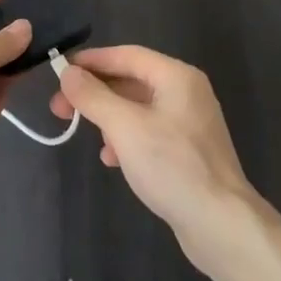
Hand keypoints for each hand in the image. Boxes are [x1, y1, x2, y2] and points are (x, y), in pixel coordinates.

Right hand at [50, 45, 260, 271]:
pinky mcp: (189, 151)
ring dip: (108, 117)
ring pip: (138, 107)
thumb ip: (93, 97)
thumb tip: (68, 73)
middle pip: (131, 80)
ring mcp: (190, 122)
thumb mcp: (125, 128)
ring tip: (84, 134)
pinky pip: (149, 131)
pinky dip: (127, 138)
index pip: (126, 55)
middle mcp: (186, 92)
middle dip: (95, 93)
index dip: (91, 61)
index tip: (59, 72)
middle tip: (60, 108)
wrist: (221, 225)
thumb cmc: (173, 167)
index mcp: (176, 76)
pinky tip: (112, 159)